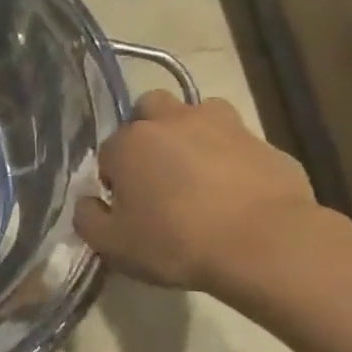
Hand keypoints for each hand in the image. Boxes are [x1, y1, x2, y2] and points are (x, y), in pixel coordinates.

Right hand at [74, 91, 319, 291]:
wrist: (264, 244)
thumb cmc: (175, 242)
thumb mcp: (113, 244)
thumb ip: (88, 219)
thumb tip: (88, 203)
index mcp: (130, 142)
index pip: (107, 151)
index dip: (113, 178)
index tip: (125, 205)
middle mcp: (173, 121)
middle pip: (150, 107)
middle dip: (147, 130)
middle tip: (155, 171)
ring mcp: (223, 125)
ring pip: (198, 112)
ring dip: (191, 133)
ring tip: (196, 172)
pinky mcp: (264, 142)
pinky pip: (237, 141)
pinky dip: (230, 157)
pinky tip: (234, 191)